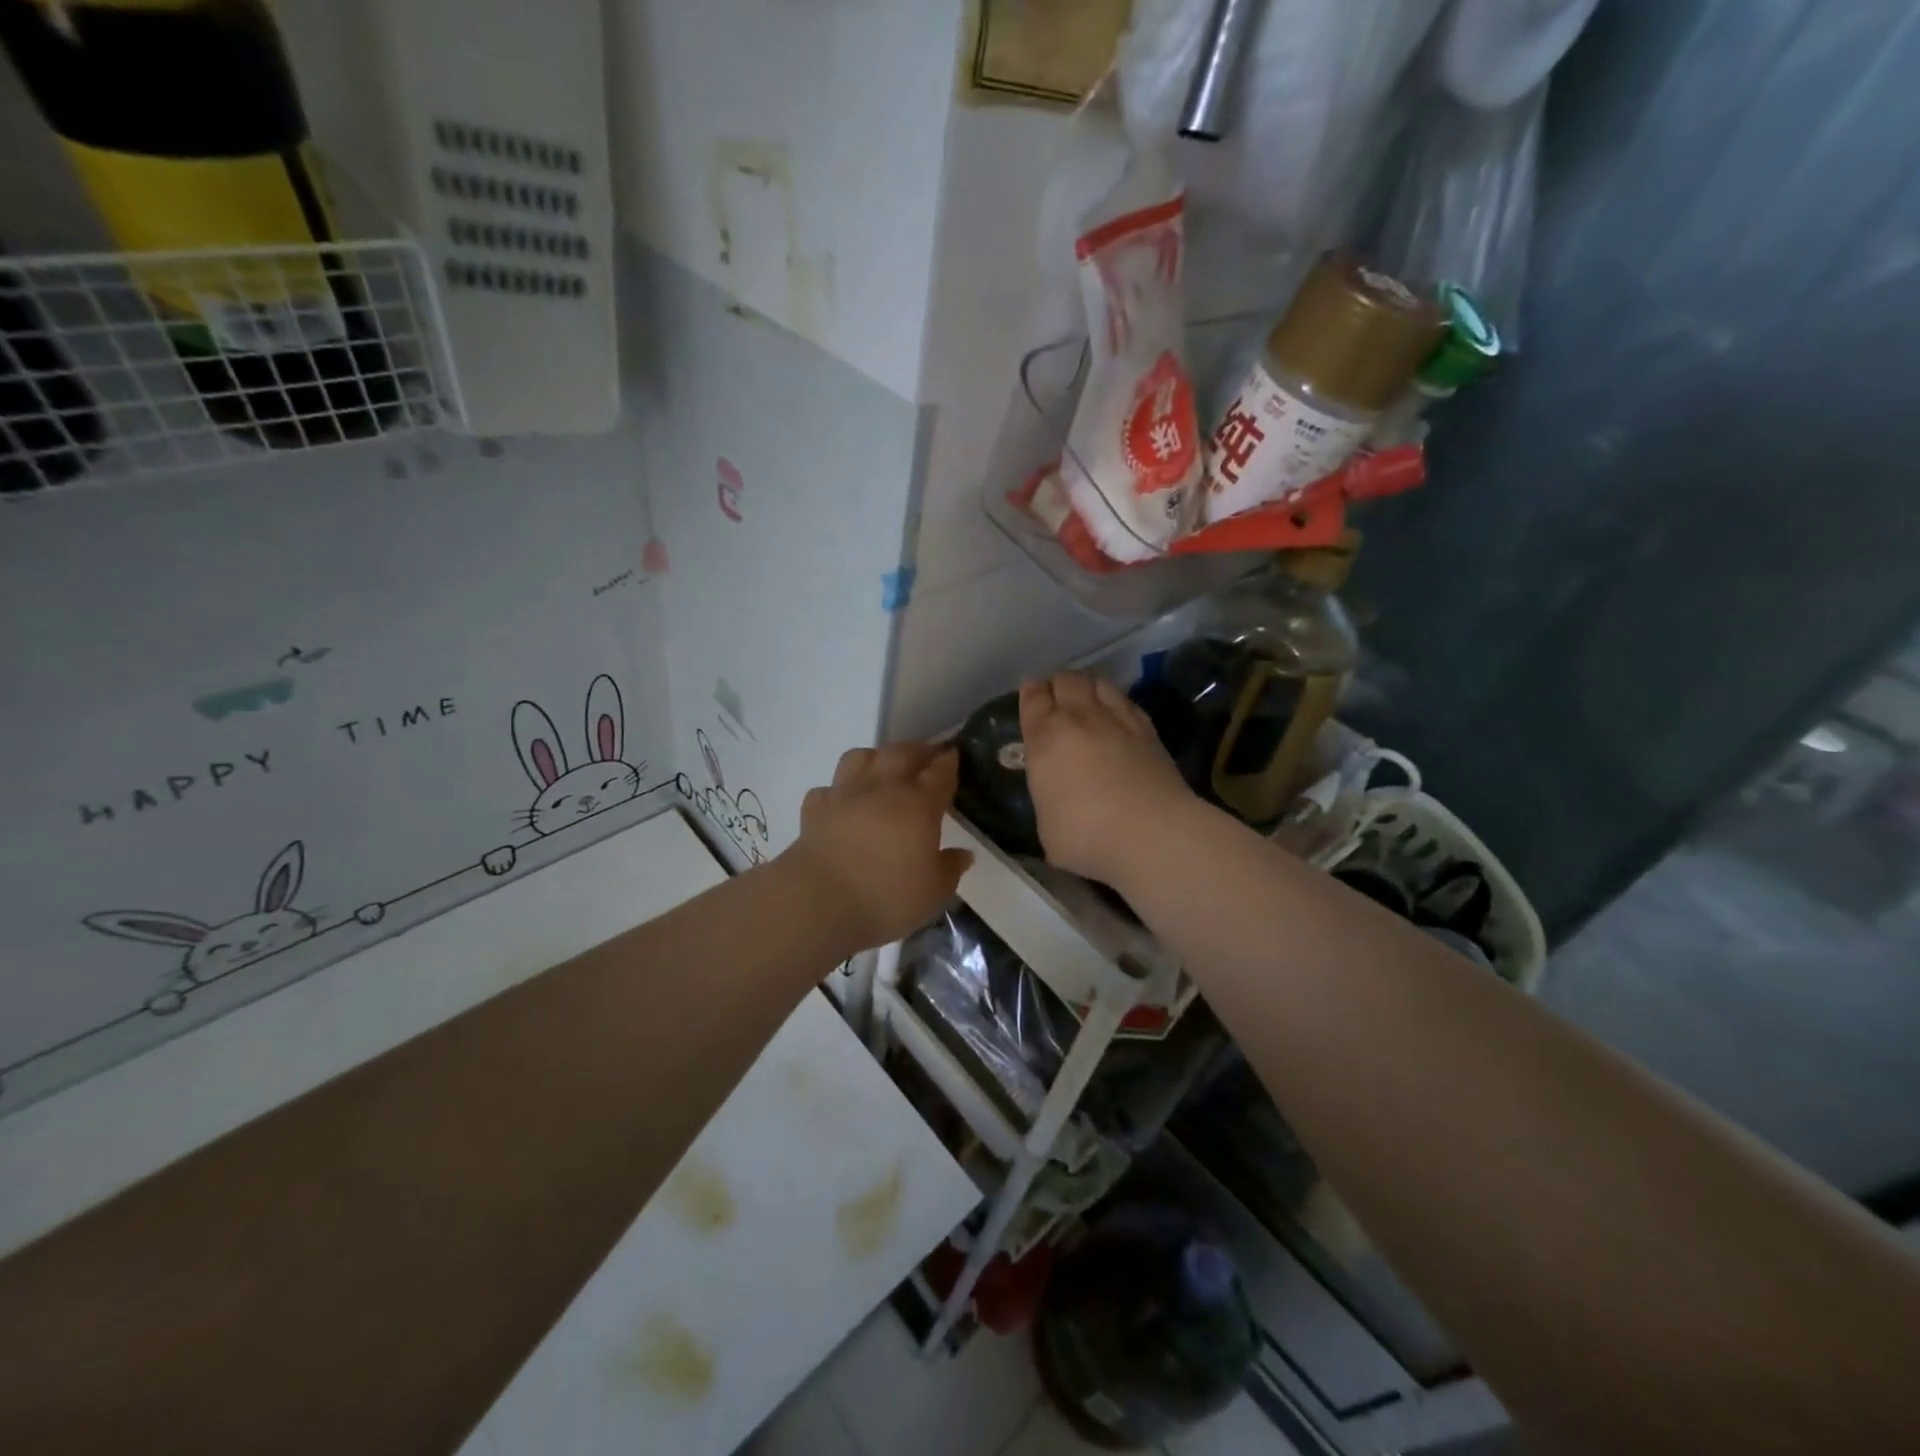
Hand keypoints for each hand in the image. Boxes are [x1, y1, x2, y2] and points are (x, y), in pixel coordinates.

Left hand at [780, 744, 972, 952]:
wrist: (818, 903)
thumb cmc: (886, 897)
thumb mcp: (933, 892)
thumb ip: (950, 868)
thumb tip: (963, 854)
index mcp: (918, 803)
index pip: (940, 771)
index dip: (950, 761)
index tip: (955, 756)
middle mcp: (882, 788)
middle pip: (901, 753)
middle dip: (918, 751)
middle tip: (926, 758)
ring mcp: (844, 795)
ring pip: (861, 757)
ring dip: (876, 758)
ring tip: (883, 771)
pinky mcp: (814, 810)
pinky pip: (828, 789)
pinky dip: (837, 791)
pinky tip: (843, 803)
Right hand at [1019, 672, 1194, 886]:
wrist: (1151, 833)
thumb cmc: (1085, 834)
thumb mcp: (1046, 825)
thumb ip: (1047, 798)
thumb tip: (1056, 798)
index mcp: (1045, 737)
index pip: (1033, 698)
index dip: (1030, 693)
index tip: (1030, 696)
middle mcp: (1078, 718)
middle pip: (1066, 680)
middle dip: (1057, 685)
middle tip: (1055, 698)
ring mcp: (1117, 720)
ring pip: (1098, 683)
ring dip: (1087, 686)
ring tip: (1085, 699)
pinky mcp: (1148, 730)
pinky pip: (1126, 701)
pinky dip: (1115, 701)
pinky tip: (1116, 715)